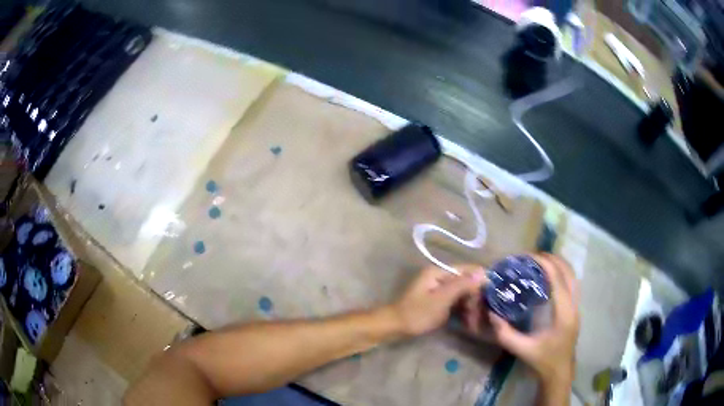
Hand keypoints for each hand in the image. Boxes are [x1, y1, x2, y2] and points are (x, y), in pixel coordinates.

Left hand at [390, 265, 485, 336]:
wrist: (394, 327)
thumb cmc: (417, 314)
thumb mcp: (441, 300)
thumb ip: (461, 285)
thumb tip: (483, 272)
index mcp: (438, 272)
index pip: (467, 270)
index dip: (480, 280)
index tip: (493, 294)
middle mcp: (439, 277)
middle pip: (464, 282)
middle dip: (474, 297)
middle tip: (482, 314)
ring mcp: (437, 289)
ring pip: (461, 294)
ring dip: (469, 306)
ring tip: (475, 321)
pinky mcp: (437, 300)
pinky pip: (454, 301)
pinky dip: (461, 310)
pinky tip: (468, 321)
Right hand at [487, 254, 579, 397]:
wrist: (560, 373)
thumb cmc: (543, 362)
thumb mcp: (523, 350)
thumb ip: (506, 334)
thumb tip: (492, 314)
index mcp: (564, 314)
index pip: (558, 281)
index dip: (546, 265)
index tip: (529, 257)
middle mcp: (574, 307)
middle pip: (570, 273)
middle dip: (554, 260)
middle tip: (534, 256)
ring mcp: (577, 307)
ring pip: (573, 277)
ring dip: (560, 265)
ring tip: (542, 261)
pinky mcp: (575, 310)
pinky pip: (572, 284)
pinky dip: (562, 274)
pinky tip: (549, 278)